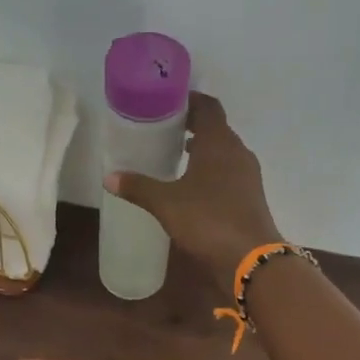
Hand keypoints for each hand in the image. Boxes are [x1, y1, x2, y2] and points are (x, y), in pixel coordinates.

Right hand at [103, 92, 280, 289]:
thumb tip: (109, 177)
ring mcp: (247, 175)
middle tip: (163, 129)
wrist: (250, 259)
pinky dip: (211, 171)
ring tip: (175, 156)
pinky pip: (228, 172)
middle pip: (216, 128)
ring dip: (203, 150)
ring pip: (223, 152)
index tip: (166, 102)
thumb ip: (139, 187)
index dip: (188, 100)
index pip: (208, 106)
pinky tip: (192, 186)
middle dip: (192, 126)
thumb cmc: (208, 220)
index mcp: (219, 143)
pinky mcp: (250, 196)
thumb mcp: (166, 204)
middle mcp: (237, 152)